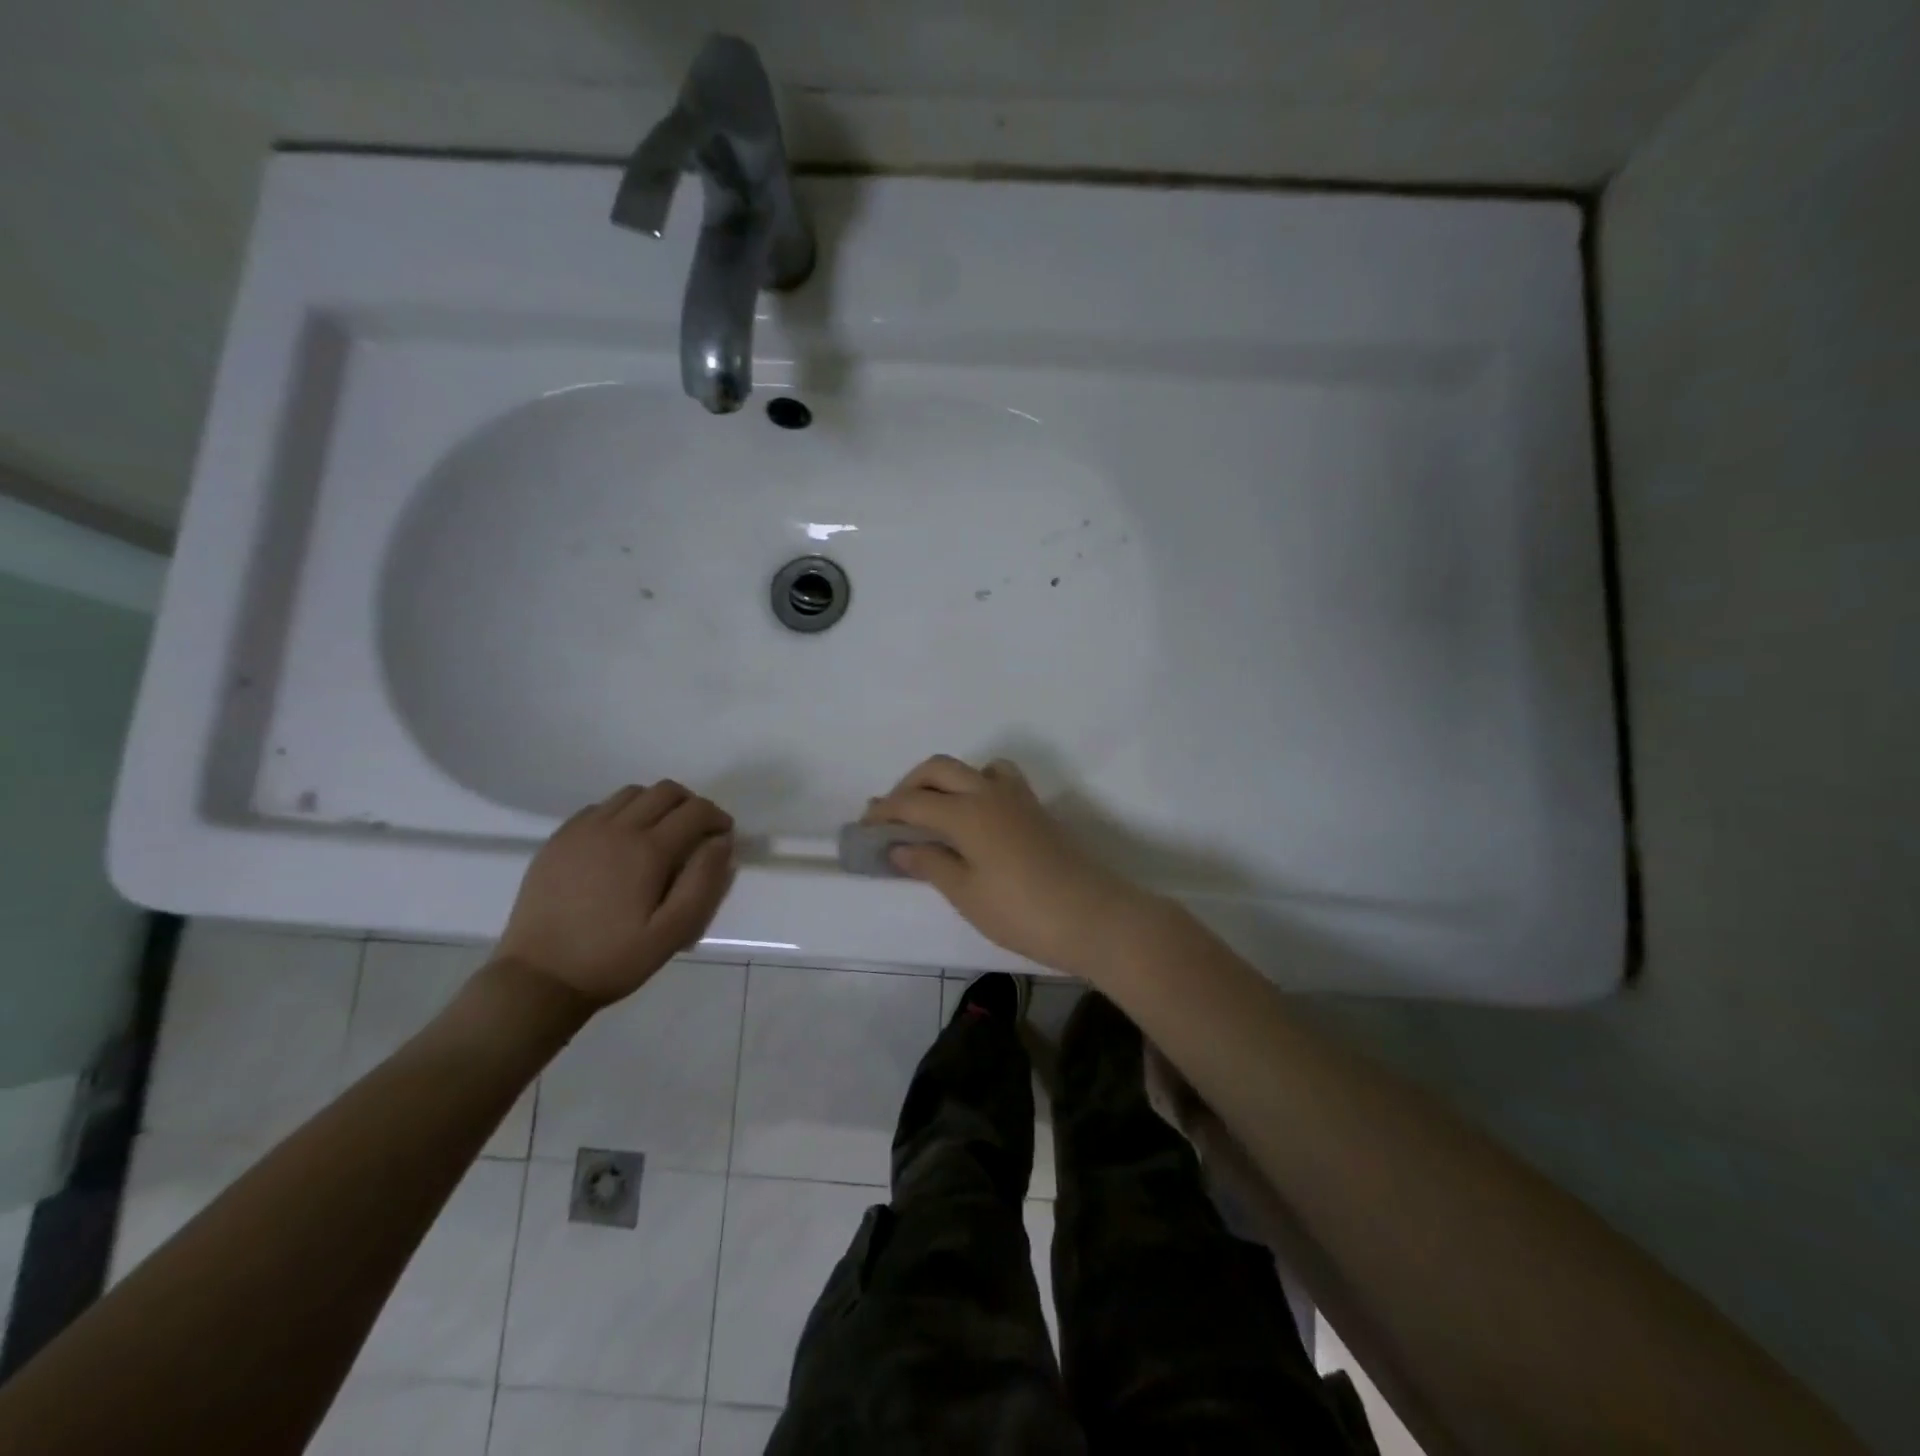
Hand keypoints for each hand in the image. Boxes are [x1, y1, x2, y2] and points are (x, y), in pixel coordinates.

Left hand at [496, 782, 735, 1008]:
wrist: (539, 978)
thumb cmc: (613, 959)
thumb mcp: (673, 933)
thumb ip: (704, 882)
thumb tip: (721, 842)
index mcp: (648, 850)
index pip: (695, 811)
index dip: (717, 818)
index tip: (723, 837)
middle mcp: (616, 828)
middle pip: (665, 791)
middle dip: (690, 805)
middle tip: (696, 834)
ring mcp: (582, 830)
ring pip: (632, 794)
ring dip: (656, 805)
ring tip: (660, 836)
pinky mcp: (558, 840)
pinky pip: (599, 808)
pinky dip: (622, 813)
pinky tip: (621, 844)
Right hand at [864, 755, 1166, 973]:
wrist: (1094, 917)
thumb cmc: (1022, 912)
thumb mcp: (966, 894)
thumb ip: (930, 863)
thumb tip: (899, 845)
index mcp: (966, 811)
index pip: (913, 801)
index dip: (884, 811)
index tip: (863, 827)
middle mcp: (989, 792)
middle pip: (938, 768)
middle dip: (908, 785)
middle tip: (892, 817)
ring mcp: (1016, 797)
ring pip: (970, 768)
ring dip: (943, 780)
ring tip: (931, 812)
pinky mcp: (1035, 809)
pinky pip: (996, 779)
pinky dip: (974, 785)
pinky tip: (973, 818)